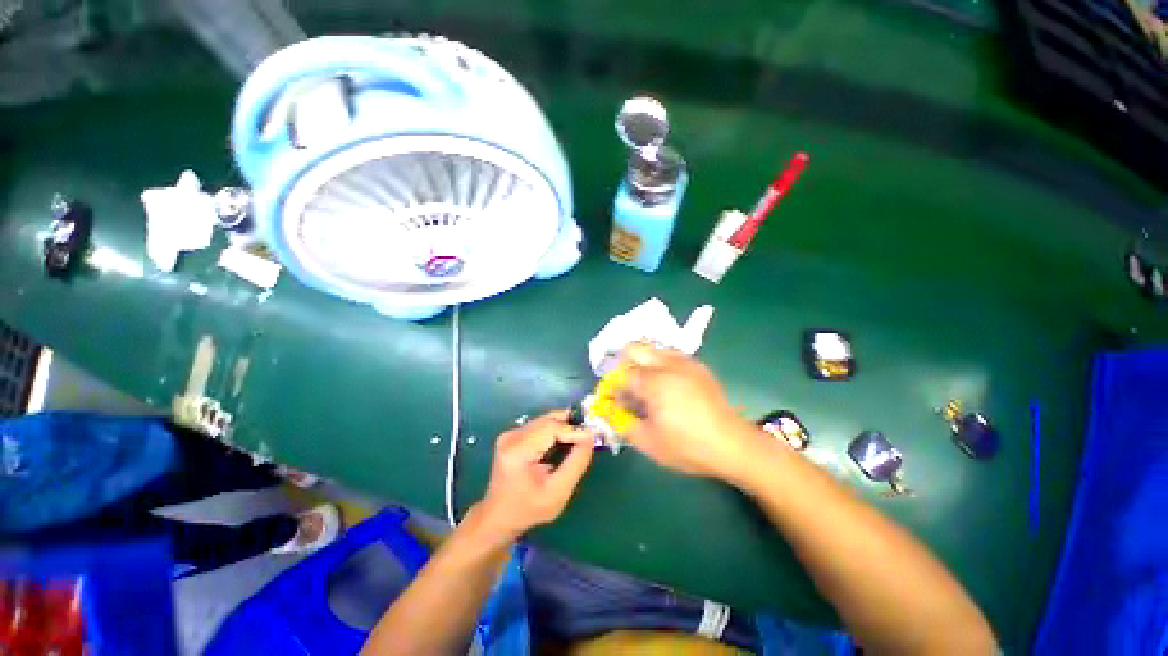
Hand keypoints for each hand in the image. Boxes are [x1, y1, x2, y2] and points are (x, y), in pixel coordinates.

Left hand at [475, 411, 595, 540]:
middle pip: (549, 421)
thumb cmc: (529, 509)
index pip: (551, 428)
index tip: (594, 438)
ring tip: (578, 441)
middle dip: (571, 427)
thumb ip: (576, 463)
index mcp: (517, 450)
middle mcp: (512, 435)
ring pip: (546, 420)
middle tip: (589, 438)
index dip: (574, 431)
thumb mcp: (558, 492)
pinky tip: (563, 443)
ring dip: (564, 428)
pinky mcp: (513, 434)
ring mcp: (511, 433)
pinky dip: (555, 431)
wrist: (499, 516)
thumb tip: (591, 436)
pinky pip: (540, 425)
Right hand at [618, 342, 763, 479]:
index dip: (612, 387)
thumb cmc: (688, 446)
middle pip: (634, 348)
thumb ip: (621, 422)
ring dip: (642, 363)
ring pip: (652, 348)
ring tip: (646, 386)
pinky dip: (659, 364)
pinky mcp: (698, 365)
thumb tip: (606, 408)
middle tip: (626, 387)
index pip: (621, 375)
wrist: (733, 445)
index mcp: (654, 382)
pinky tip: (666, 385)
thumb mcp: (648, 442)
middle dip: (623, 365)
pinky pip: (670, 355)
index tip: (612, 401)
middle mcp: (668, 364)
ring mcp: (685, 361)